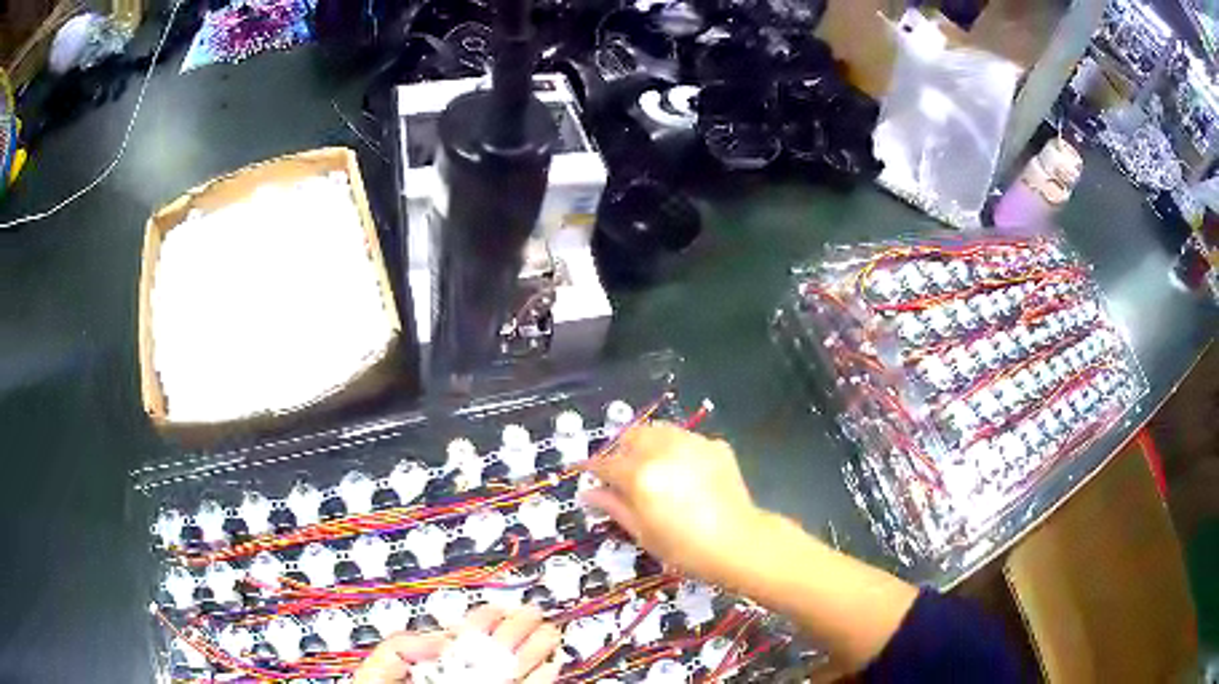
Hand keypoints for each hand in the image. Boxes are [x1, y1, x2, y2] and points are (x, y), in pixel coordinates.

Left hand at [352, 605, 562, 683]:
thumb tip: (443, 639)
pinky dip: (539, 679)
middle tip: (536, 614)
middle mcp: (458, 674)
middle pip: (491, 652)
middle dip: (516, 632)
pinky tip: (551, 667)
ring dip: (533, 652)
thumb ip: (404, 645)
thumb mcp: (382, 664)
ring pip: (512, 671)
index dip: (483, 620)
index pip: (461, 637)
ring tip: (551, 635)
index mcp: (431, 662)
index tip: (502, 606)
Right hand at [581, 422, 764, 582]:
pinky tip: (683, 473)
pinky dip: (676, 450)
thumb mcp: (642, 532)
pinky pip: (686, 440)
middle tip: (622, 474)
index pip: (606, 463)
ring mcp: (692, 444)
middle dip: (621, 451)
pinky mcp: (715, 446)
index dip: (591, 468)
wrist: (739, 543)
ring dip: (648, 445)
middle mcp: (663, 450)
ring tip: (652, 468)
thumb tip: (589, 492)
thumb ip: (614, 506)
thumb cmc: (684, 548)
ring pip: (659, 431)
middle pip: (632, 436)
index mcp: (640, 475)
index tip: (584, 472)